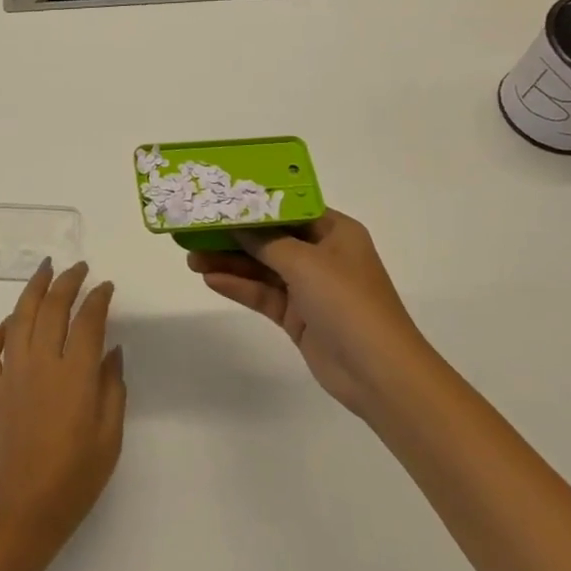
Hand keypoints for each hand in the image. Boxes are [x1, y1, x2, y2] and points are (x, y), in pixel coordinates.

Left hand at [0, 259, 125, 558]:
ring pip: (19, 317)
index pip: (88, 320)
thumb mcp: (109, 440)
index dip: (98, 298)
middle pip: (53, 307)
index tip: (106, 286)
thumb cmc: (73, 482)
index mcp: (75, 375)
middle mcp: (41, 363)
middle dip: (67, 281)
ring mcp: (11, 374)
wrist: (18, 515)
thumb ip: (112, 389)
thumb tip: (111, 350)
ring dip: (33, 289)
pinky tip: (6, 323)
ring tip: (44, 270)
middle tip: (78, 267)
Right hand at [188, 209, 424, 417]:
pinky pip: (263, 294)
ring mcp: (310, 287)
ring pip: (263, 267)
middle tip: (196, 229)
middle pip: (271, 238)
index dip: (255, 202)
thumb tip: (236, 221)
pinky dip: (239, 287)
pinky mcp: (298, 316)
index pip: (289, 207)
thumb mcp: (305, 262)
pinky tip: (210, 279)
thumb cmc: (348, 303)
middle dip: (234, 235)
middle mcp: (322, 255)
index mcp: (335, 232)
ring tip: (192, 257)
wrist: (379, 374)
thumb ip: (266, 241)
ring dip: (230, 262)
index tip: (220, 196)